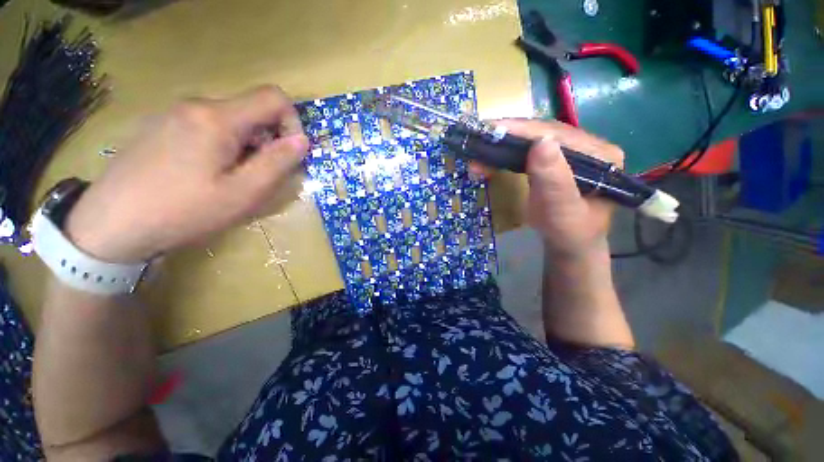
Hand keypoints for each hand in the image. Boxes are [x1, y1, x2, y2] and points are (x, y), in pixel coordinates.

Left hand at [66, 86, 308, 262]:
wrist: (109, 226)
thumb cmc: (183, 211)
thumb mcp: (244, 192)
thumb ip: (278, 162)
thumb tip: (302, 140)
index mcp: (217, 117)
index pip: (274, 98)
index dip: (292, 123)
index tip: (288, 154)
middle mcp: (195, 105)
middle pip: (251, 112)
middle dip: (267, 142)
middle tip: (258, 177)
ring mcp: (173, 114)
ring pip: (230, 122)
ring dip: (245, 148)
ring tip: (231, 180)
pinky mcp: (161, 127)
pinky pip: (207, 128)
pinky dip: (222, 147)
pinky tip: (205, 175)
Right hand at [471, 119, 623, 258]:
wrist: (568, 244)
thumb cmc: (569, 233)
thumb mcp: (563, 212)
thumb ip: (555, 181)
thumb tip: (541, 142)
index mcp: (600, 155)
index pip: (559, 135)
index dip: (525, 131)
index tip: (493, 129)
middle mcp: (588, 146)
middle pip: (544, 133)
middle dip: (509, 135)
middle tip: (480, 137)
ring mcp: (569, 152)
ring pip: (533, 141)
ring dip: (504, 144)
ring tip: (479, 148)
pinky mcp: (553, 161)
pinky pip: (528, 152)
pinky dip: (506, 155)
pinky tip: (489, 159)